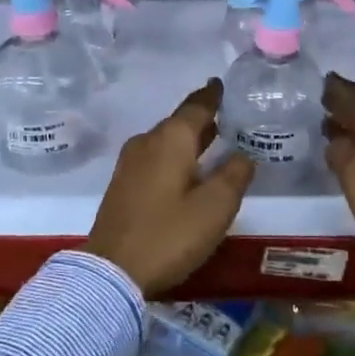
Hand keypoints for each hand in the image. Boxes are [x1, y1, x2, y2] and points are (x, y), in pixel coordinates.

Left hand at [84, 78, 255, 295]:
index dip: (213, 95)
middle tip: (230, 115)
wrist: (111, 272)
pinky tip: (188, 169)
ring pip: (166, 140)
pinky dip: (175, 155)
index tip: (223, 83)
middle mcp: (147, 142)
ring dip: (189, 138)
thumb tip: (243, 155)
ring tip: (214, 140)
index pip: (196, 106)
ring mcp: (130, 163)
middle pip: (180, 122)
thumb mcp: (215, 207)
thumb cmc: (169, 234)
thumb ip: (235, 175)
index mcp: (170, 139)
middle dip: (203, 118)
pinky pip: (155, 156)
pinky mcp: (123, 184)